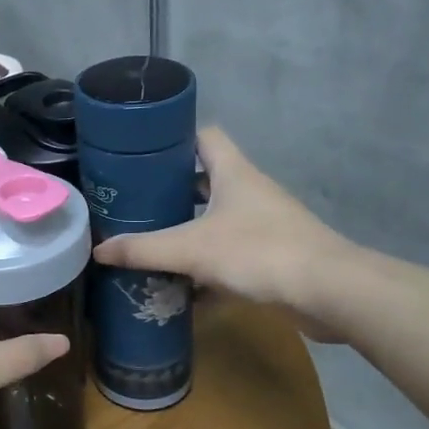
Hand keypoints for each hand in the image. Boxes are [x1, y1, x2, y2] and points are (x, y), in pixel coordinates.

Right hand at [92, 127, 357, 339]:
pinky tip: (180, 287)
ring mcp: (264, 225)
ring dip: (187, 231)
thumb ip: (143, 249)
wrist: (330, 292)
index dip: (174, 138)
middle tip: (134, 203)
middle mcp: (249, 192)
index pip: (203, 136)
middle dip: (170, 192)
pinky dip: (206, 268)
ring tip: (149, 241)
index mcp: (233, 173)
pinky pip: (230, 255)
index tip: (141, 153)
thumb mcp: (191, 249)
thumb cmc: (258, 252)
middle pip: (205, 180)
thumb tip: (98, 250)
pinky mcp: (273, 257)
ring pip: (216, 220)